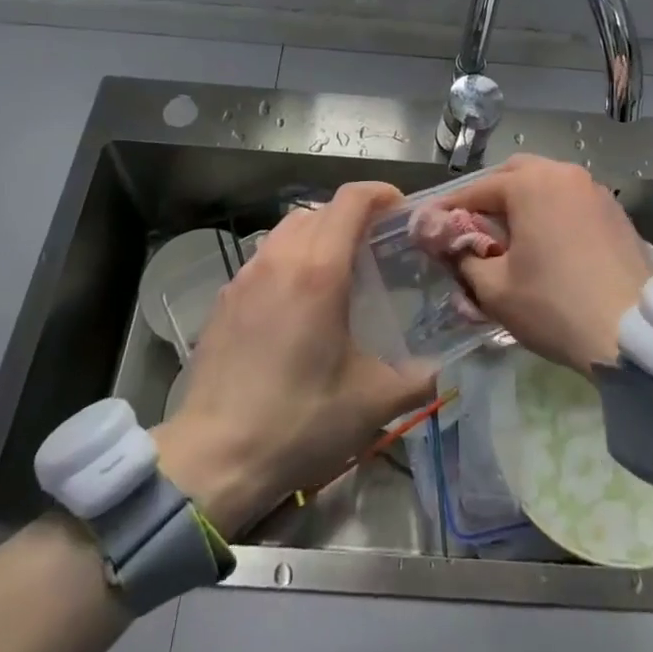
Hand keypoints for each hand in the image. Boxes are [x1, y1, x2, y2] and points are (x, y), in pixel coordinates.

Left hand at [152, 182, 434, 537]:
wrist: (214, 458)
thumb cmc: (299, 422)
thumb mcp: (371, 403)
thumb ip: (416, 379)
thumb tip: (438, 369)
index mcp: (319, 270)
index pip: (351, 200)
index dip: (380, 193)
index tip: (401, 211)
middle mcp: (280, 259)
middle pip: (320, 209)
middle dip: (352, 216)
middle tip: (376, 247)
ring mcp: (245, 276)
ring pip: (287, 229)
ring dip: (317, 235)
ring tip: (336, 272)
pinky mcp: (224, 299)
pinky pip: (264, 258)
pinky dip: (288, 260)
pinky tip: (296, 305)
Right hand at [446, 154, 652, 375]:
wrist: (635, 333)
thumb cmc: (555, 306)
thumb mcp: (494, 289)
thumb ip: (464, 258)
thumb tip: (453, 246)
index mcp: (530, 184)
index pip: (476, 190)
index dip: (449, 209)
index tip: (429, 226)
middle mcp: (563, 174)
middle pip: (514, 175)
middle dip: (489, 197)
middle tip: (473, 228)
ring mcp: (595, 190)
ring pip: (546, 185)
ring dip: (523, 203)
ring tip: (510, 236)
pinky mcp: (616, 212)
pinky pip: (571, 201)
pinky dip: (552, 213)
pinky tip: (548, 244)